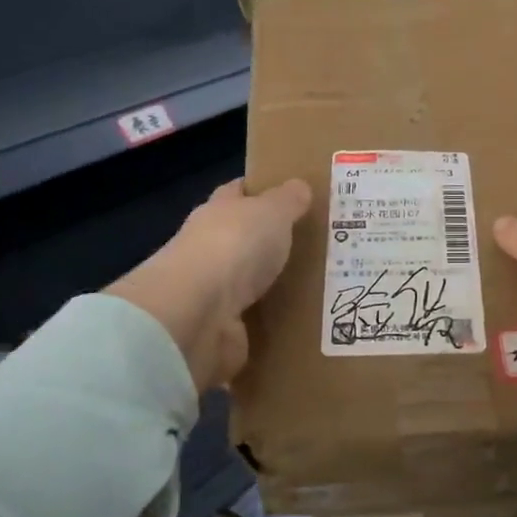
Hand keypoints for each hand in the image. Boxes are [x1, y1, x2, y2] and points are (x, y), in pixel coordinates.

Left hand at [108, 178, 311, 390]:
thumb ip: (287, 200)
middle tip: (317, 247)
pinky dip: (269, 326)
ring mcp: (212, 292)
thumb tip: (299, 185)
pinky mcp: (220, 330)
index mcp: (218, 212)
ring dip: (272, 287)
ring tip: (318, 289)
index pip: (237, 193)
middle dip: (272, 243)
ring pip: (249, 284)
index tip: (291, 195)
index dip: (260, 190)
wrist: (198, 314)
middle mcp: (209, 249)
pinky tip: (299, 326)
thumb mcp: (272, 211)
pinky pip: (252, 324)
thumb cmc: (235, 247)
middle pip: (243, 240)